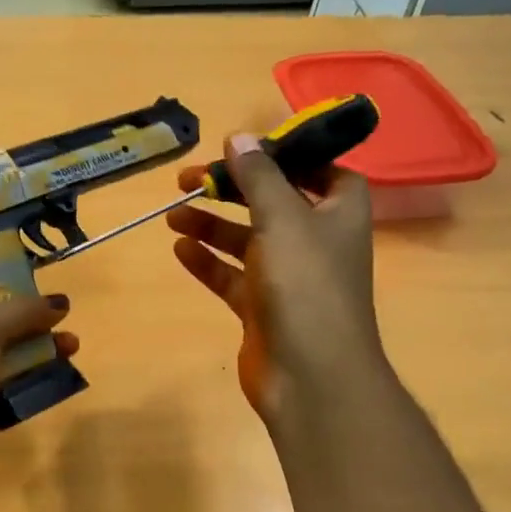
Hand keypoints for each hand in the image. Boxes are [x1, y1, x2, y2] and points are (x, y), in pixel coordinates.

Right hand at [167, 134, 389, 427]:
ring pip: (246, 240)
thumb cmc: (306, 285)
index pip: (320, 170)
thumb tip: (239, 136)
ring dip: (211, 225)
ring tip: (172, 213)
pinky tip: (180, 249)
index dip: (288, 155)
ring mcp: (287, 278)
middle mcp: (315, 241)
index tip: (247, 148)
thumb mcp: (282, 218)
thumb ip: (259, 176)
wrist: (310, 375)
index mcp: (338, 213)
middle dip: (233, 189)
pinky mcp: (261, 309)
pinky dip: (208, 261)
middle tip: (190, 178)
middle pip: (272, 203)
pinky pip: (231, 276)